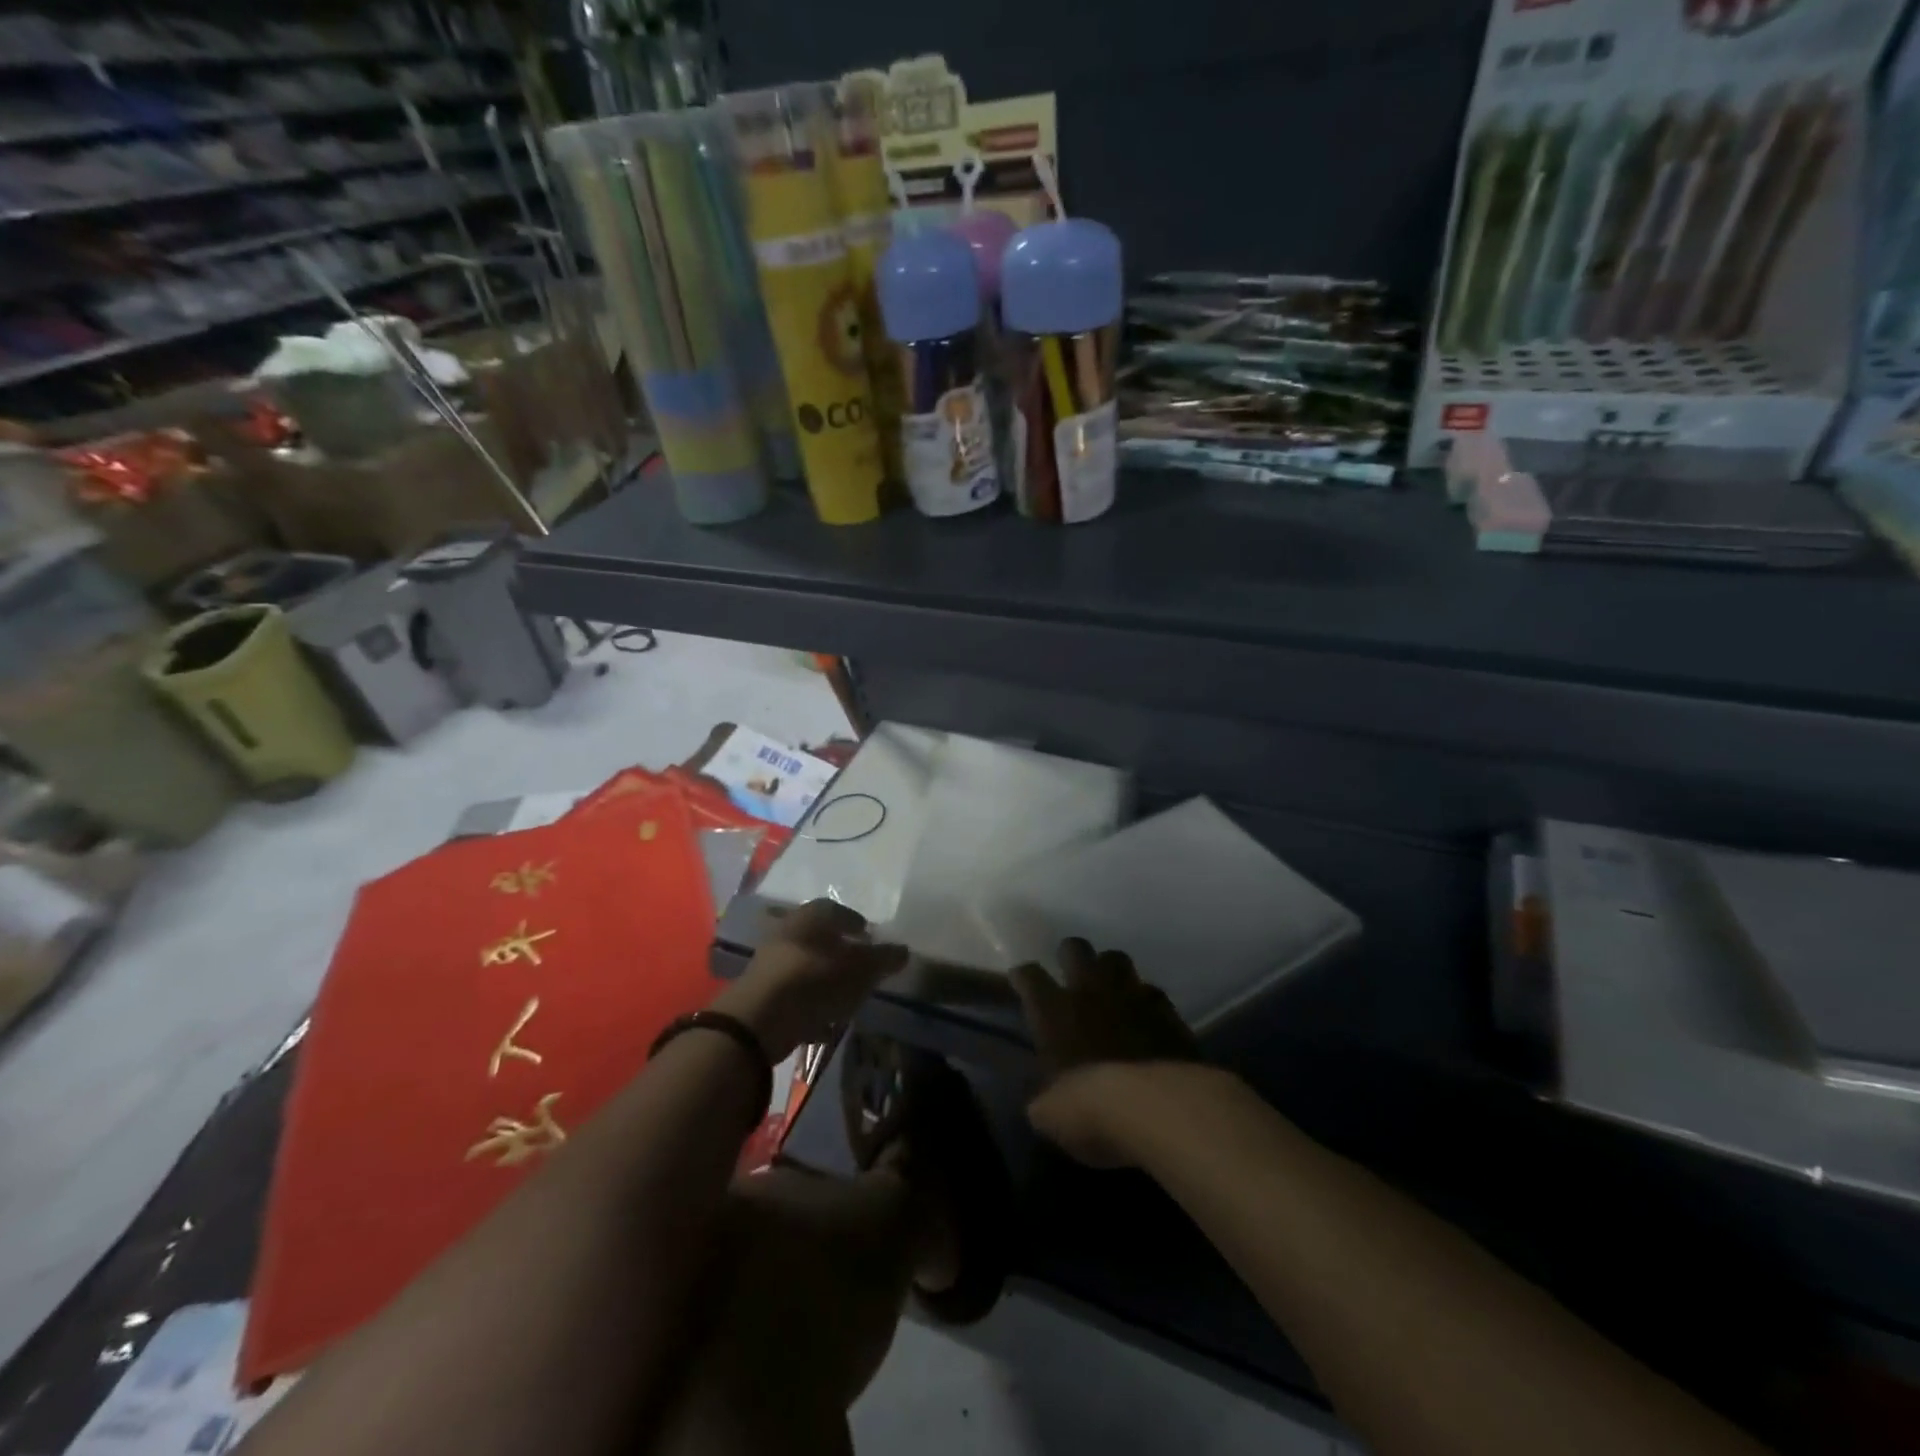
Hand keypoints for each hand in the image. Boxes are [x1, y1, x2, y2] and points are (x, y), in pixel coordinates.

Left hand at [713, 899, 906, 1061]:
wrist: (759, 1020)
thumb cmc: (815, 981)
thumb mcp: (860, 970)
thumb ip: (883, 958)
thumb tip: (903, 950)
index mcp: (810, 917)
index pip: (835, 910)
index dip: (854, 922)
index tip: (869, 937)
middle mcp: (787, 931)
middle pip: (818, 937)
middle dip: (839, 949)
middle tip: (859, 964)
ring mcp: (770, 963)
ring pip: (805, 964)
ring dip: (824, 977)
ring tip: (845, 994)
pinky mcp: (761, 993)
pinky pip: (793, 993)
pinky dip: (810, 1002)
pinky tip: (825, 1020)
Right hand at [1010, 939, 1198, 1167]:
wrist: (1158, 1107)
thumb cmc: (1090, 1109)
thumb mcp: (1050, 1115)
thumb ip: (1045, 1098)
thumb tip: (1046, 1102)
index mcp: (1053, 1010)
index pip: (1029, 975)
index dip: (1023, 976)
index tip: (1021, 981)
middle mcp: (1090, 991)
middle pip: (1075, 948)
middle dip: (1070, 955)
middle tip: (1070, 972)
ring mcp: (1132, 996)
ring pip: (1117, 958)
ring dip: (1111, 970)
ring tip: (1110, 988)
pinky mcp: (1168, 1012)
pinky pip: (1153, 992)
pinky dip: (1146, 1001)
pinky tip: (1147, 1016)